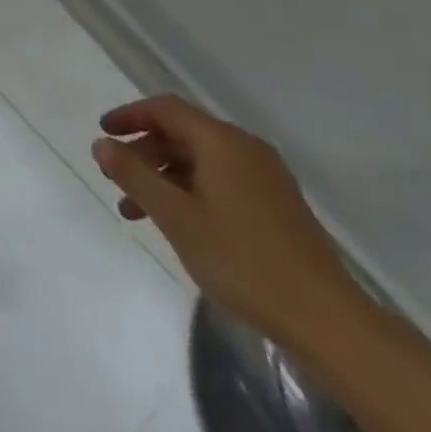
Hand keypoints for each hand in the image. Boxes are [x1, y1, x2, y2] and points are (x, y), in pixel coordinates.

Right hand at [92, 95, 361, 343]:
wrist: (328, 322)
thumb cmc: (243, 261)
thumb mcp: (176, 217)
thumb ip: (134, 175)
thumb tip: (102, 144)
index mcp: (222, 141)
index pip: (166, 109)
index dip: (130, 116)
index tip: (102, 133)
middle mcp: (245, 148)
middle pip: (183, 133)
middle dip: (144, 152)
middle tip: (116, 179)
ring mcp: (266, 178)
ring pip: (201, 161)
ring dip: (165, 177)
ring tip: (137, 211)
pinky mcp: (277, 206)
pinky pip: (221, 180)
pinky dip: (190, 191)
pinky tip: (180, 224)